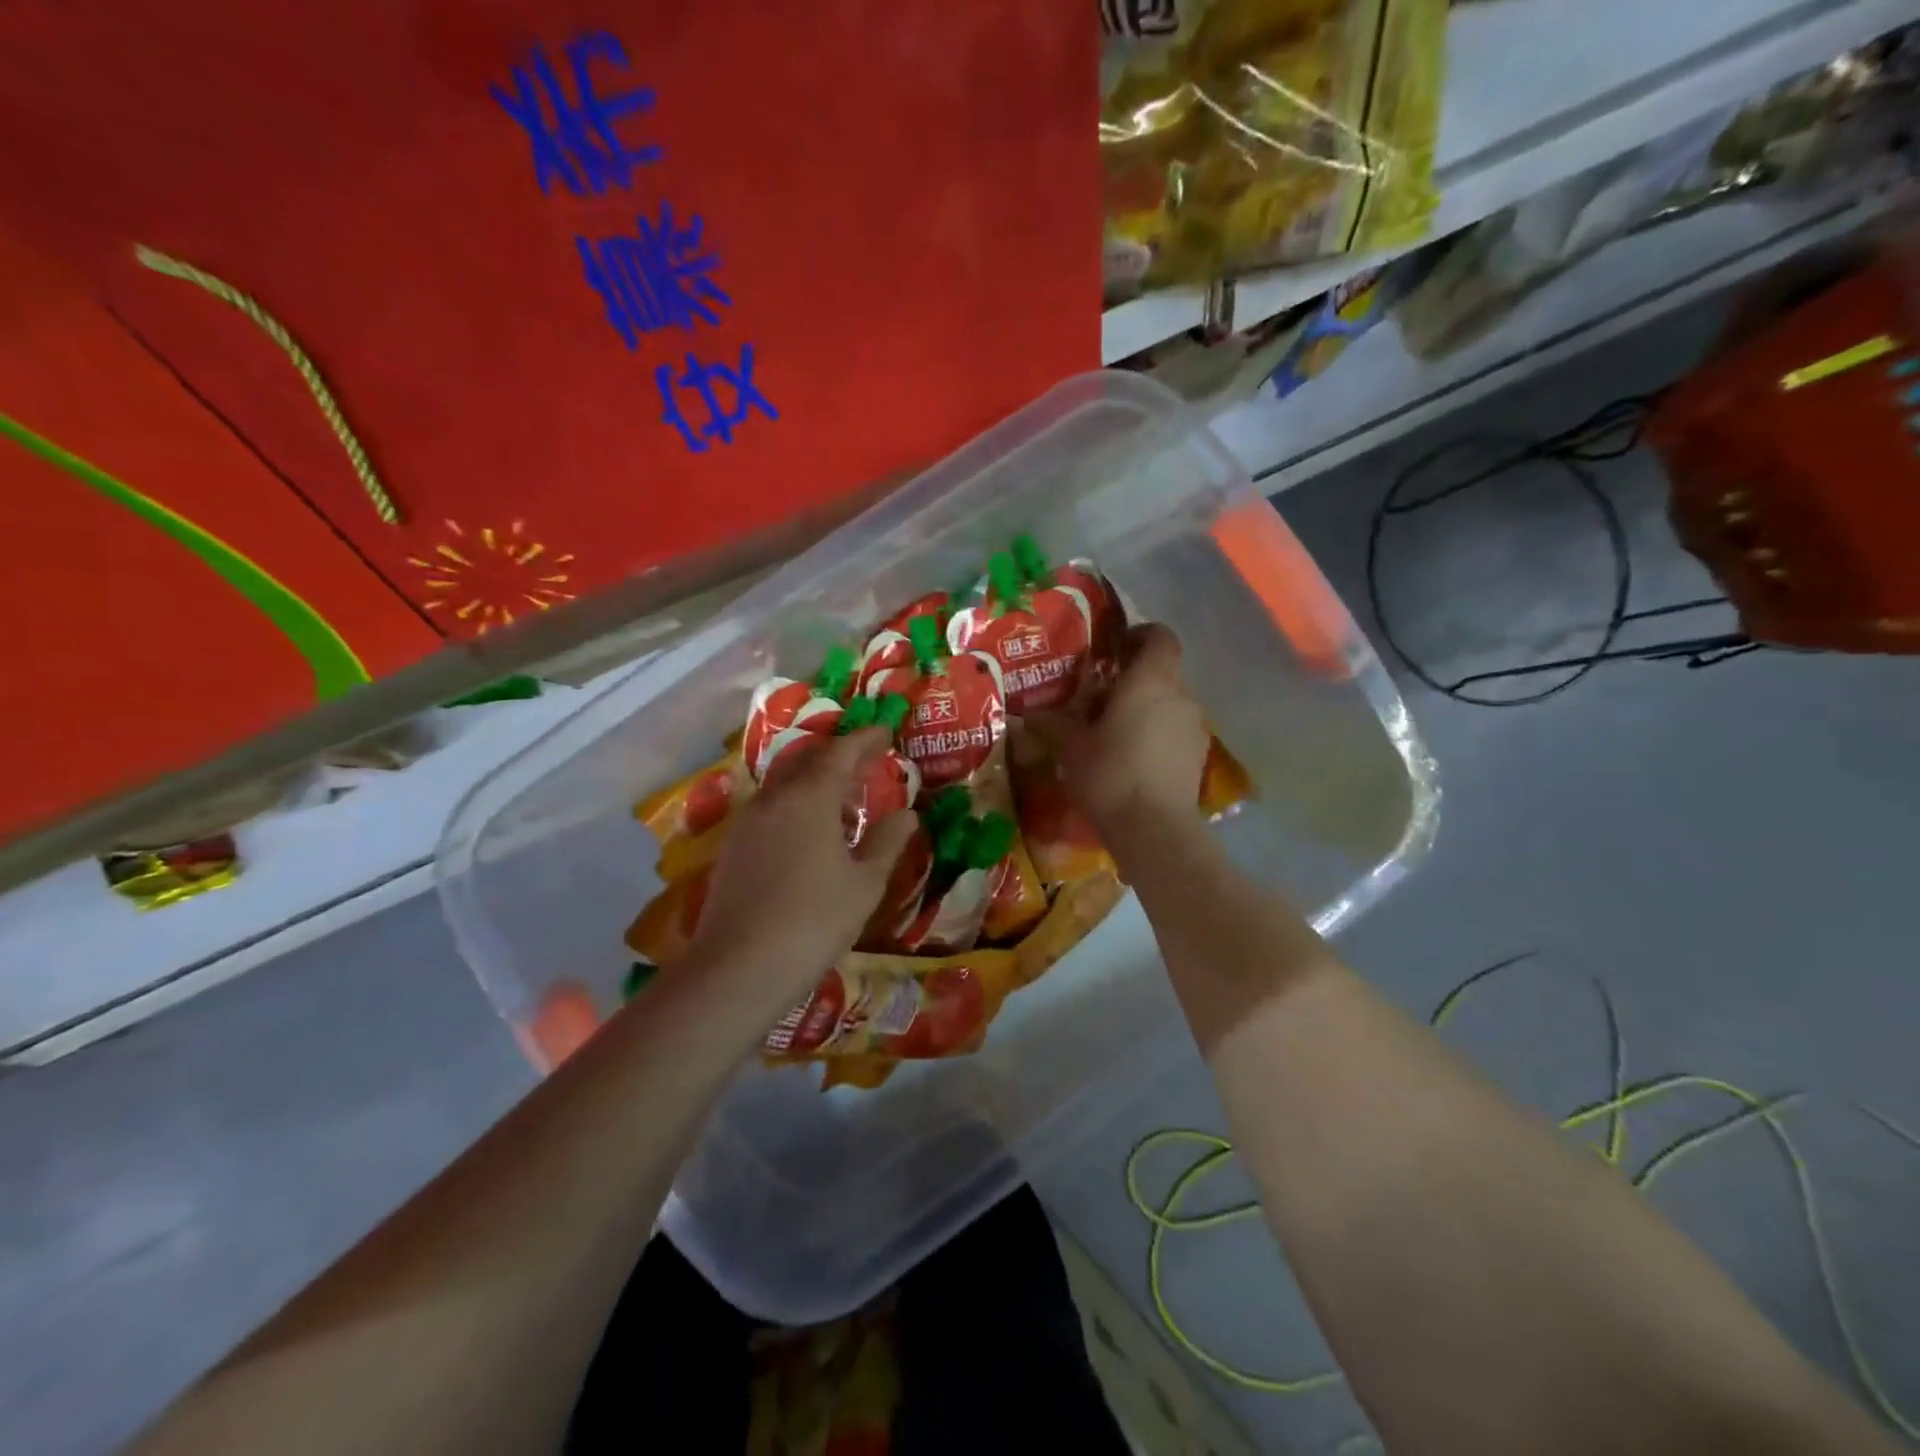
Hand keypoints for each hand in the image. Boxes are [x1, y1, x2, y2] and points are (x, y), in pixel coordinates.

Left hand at [686, 728, 916, 1000]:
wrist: (738, 969)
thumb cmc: (814, 921)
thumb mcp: (864, 884)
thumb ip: (887, 842)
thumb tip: (907, 815)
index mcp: (810, 798)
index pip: (842, 752)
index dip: (866, 740)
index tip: (886, 732)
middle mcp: (774, 799)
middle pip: (807, 760)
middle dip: (837, 755)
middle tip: (865, 761)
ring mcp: (747, 823)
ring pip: (784, 784)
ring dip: (814, 780)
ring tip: (841, 797)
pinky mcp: (733, 848)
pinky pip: (770, 808)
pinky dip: (795, 804)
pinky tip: (808, 831)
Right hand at [1058, 623, 1210, 844]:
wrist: (1154, 829)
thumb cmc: (1110, 773)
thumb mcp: (1072, 746)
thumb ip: (1053, 723)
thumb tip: (1027, 713)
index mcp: (1150, 680)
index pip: (1160, 636)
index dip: (1139, 635)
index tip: (1113, 649)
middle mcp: (1180, 695)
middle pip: (1162, 671)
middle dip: (1133, 678)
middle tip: (1100, 695)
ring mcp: (1195, 727)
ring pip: (1169, 703)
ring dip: (1145, 708)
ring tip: (1113, 730)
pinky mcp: (1198, 756)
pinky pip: (1175, 731)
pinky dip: (1156, 734)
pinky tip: (1132, 757)